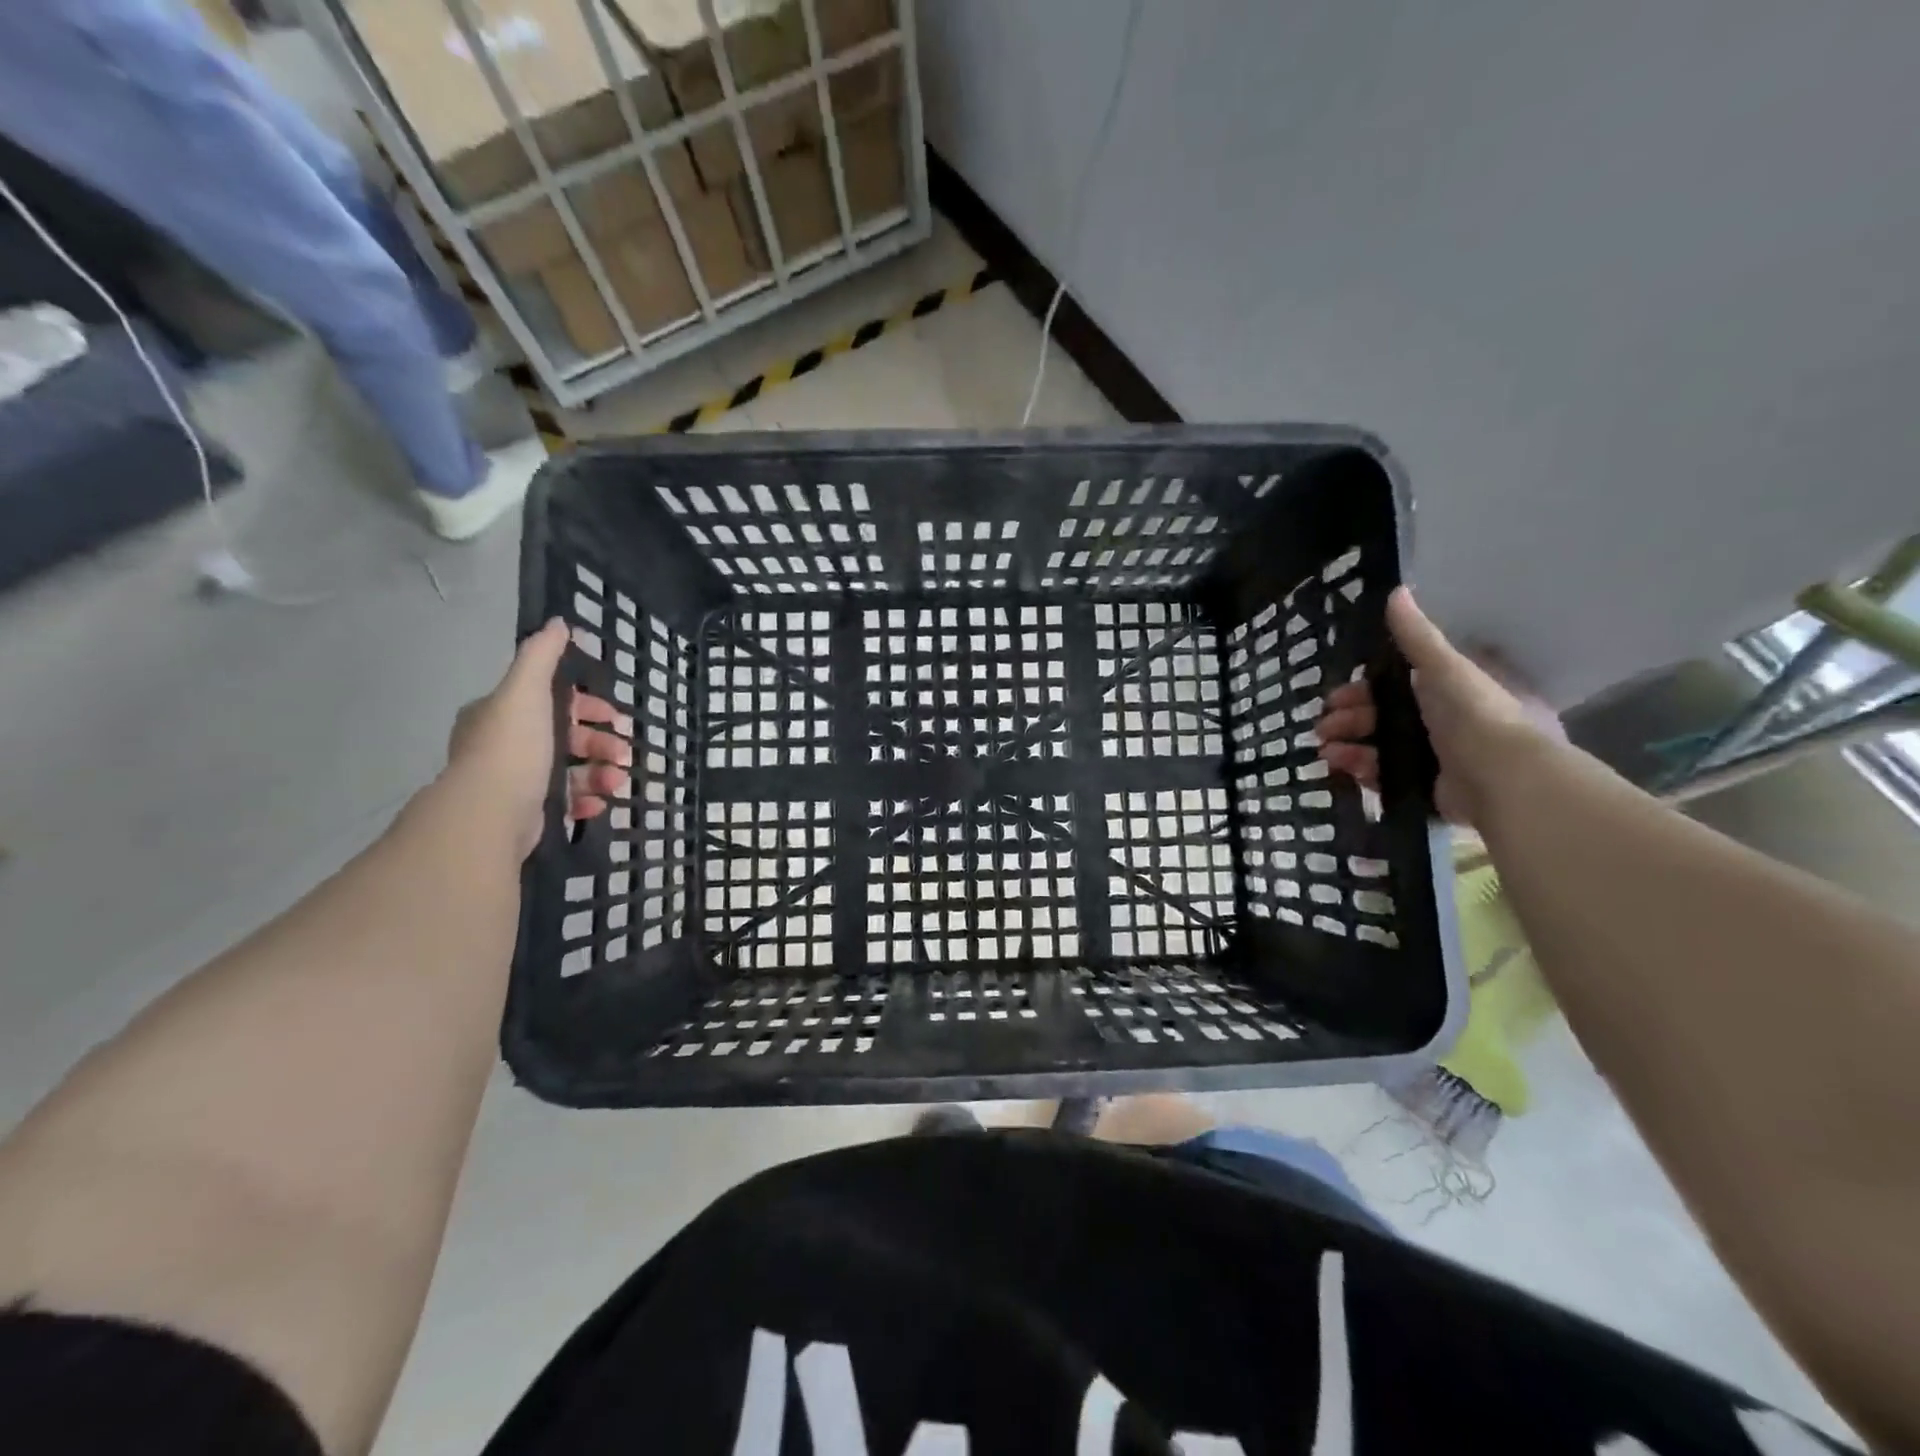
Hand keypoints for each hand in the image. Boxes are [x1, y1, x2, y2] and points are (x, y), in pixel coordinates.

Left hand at [446, 618, 631, 857]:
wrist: (491, 812)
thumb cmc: (512, 746)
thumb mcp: (526, 690)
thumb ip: (541, 655)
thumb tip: (559, 622)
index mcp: (500, 714)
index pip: (551, 702)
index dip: (587, 706)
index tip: (615, 716)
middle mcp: (505, 746)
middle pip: (566, 738)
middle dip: (600, 743)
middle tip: (624, 752)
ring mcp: (516, 781)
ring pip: (570, 771)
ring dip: (601, 773)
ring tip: (618, 781)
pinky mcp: (528, 813)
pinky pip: (566, 802)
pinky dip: (587, 800)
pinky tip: (601, 802)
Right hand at [1315, 588, 1561, 825]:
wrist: (1502, 778)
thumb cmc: (1473, 715)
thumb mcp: (1443, 667)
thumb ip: (1415, 635)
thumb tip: (1396, 590)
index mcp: (1447, 691)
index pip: (1395, 686)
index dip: (1362, 690)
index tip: (1335, 697)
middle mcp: (1440, 722)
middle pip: (1382, 717)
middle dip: (1347, 720)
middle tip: (1322, 727)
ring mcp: (1434, 757)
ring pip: (1378, 747)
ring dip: (1347, 746)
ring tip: (1325, 751)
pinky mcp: (1427, 788)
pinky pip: (1385, 777)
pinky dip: (1361, 771)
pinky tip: (1342, 767)